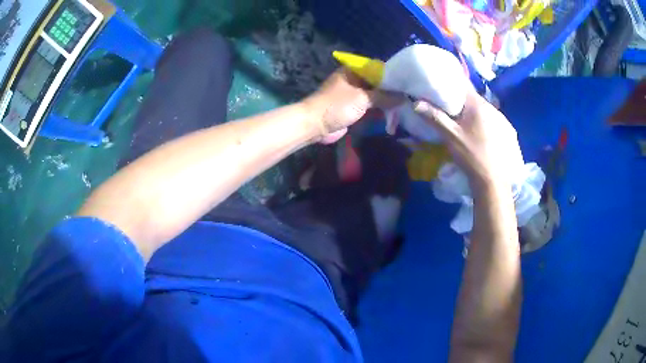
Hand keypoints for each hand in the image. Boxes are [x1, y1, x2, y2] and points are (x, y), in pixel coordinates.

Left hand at [303, 68, 401, 143]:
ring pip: (374, 96)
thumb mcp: (362, 98)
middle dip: (391, 90)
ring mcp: (353, 94)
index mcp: (353, 71)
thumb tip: (404, 97)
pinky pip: (369, 107)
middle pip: (377, 83)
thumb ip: (384, 96)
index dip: (393, 74)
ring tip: (405, 105)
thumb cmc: (337, 106)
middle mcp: (354, 80)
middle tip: (409, 96)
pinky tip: (393, 114)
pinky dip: (379, 110)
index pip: (378, 68)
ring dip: (386, 101)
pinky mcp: (352, 108)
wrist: (315, 125)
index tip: (408, 81)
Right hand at [413, 88, 522, 189]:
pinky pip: (495, 122)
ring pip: (485, 111)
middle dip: (463, 103)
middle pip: (474, 99)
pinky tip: (483, 136)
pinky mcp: (509, 132)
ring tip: (467, 126)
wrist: (493, 181)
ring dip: (476, 114)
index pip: (463, 86)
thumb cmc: (471, 155)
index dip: (452, 87)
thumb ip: (434, 117)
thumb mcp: (450, 136)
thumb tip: (416, 103)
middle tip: (452, 112)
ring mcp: (504, 120)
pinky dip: (487, 124)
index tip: (442, 92)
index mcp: (479, 105)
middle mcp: (493, 108)